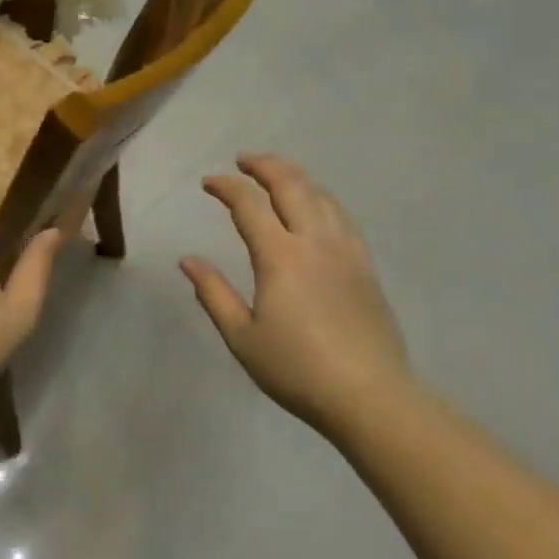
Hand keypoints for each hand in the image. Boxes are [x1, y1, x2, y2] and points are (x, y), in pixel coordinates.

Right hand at [180, 154, 409, 435]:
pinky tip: (316, 206)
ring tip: (277, 174)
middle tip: (244, 161)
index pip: (249, 204)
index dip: (226, 187)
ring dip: (295, 176)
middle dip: (264, 165)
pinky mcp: (366, 267)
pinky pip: (342, 216)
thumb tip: (187, 260)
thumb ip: (213, 294)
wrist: (371, 398)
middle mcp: (314, 242)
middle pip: (291, 185)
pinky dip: (322, 198)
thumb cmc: (298, 369)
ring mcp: (346, 251)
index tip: (208, 183)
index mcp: (280, 256)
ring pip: (321, 195)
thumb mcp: (242, 337)